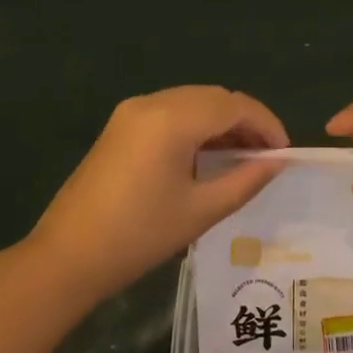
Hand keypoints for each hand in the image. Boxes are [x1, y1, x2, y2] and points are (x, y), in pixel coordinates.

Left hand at [25, 86, 287, 302]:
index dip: (266, 124)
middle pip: (213, 97)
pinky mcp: (120, 125)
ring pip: (192, 101)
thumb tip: (277, 162)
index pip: (234, 105)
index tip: (284, 154)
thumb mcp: (201, 210)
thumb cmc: (139, 236)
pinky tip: (206, 154)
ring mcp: (131, 111)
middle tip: (266, 157)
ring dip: (221, 122)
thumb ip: (245, 180)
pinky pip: (170, 111)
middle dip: (245, 121)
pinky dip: (196, 125)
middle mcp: (152, 102)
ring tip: (242, 158)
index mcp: (172, 119)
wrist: (68, 256)